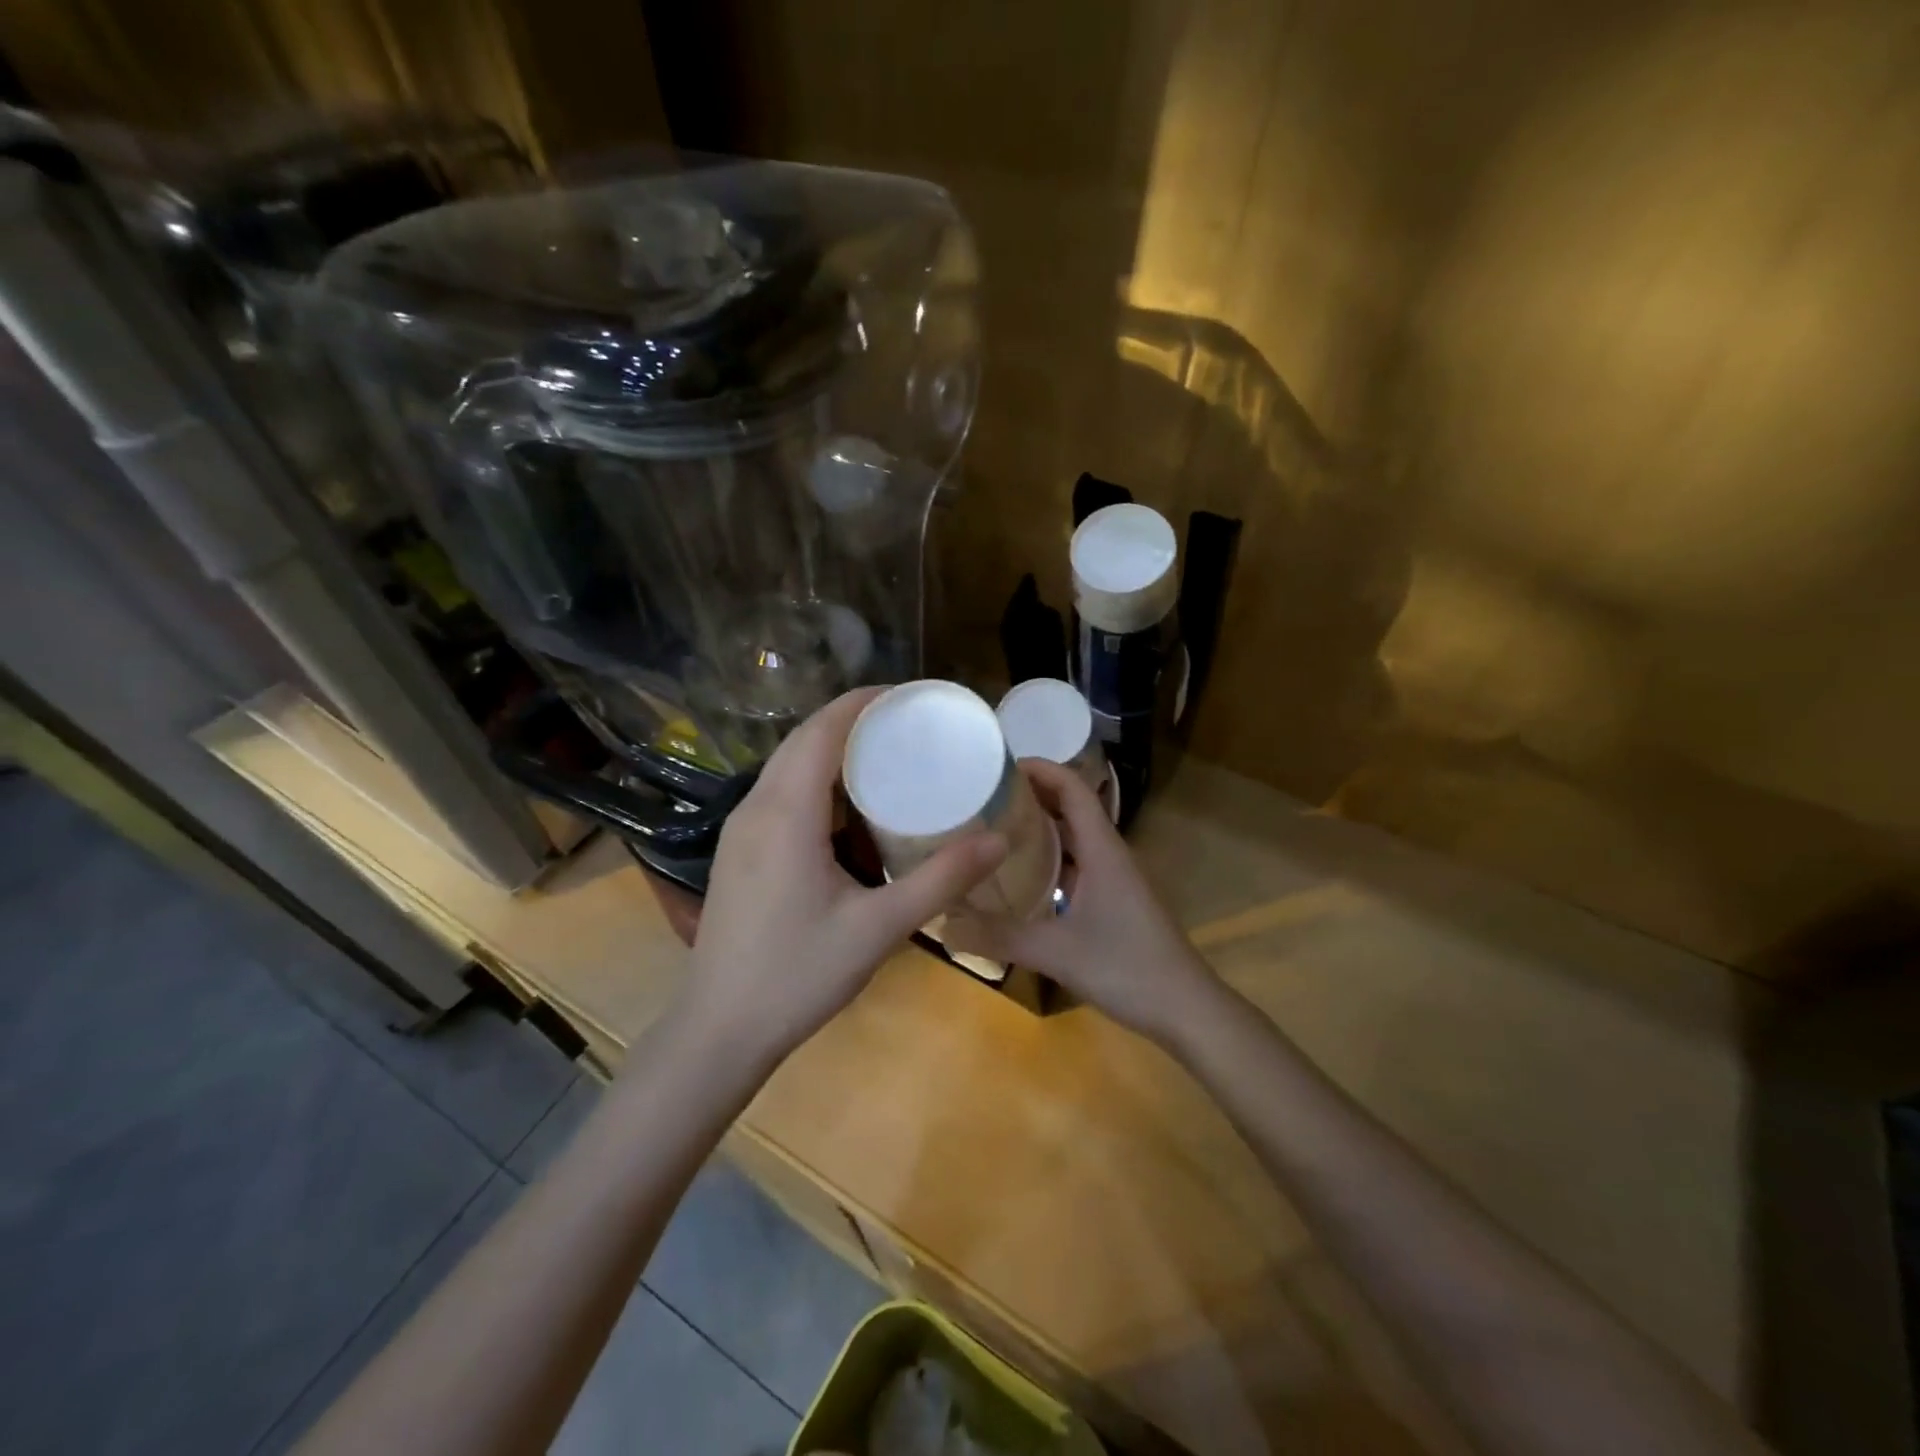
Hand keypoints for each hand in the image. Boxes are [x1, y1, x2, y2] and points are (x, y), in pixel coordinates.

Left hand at [676, 688, 1007, 1062]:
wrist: (719, 1029)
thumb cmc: (798, 975)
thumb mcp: (879, 928)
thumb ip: (941, 880)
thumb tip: (999, 839)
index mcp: (786, 813)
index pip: (822, 730)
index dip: (864, 702)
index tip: (911, 697)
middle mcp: (756, 807)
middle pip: (804, 740)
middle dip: (854, 721)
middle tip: (910, 725)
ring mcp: (741, 830)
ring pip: (788, 766)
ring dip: (832, 750)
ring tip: (887, 756)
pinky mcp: (738, 851)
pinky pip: (780, 792)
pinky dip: (816, 780)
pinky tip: (848, 808)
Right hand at [944, 759, 1216, 1043]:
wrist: (1187, 1009)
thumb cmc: (1128, 967)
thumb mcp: (1057, 952)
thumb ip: (1000, 937)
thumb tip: (943, 924)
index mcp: (1103, 850)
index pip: (1073, 788)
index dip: (1041, 769)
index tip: (999, 765)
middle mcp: (1110, 854)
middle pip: (1072, 807)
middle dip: (1032, 795)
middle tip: (985, 797)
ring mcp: (1115, 879)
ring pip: (1076, 838)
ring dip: (1041, 827)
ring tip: (995, 829)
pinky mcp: (1115, 902)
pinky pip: (1078, 865)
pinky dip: (1051, 859)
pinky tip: (1023, 878)